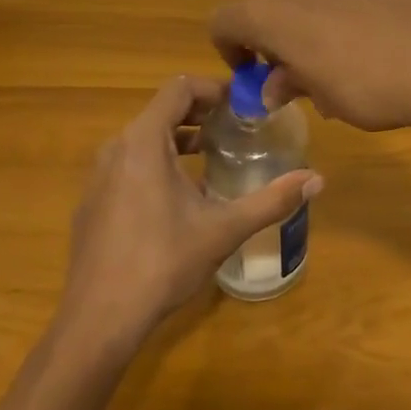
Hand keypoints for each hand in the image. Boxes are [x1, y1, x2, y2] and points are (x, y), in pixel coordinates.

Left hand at [54, 75, 321, 347]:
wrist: (98, 320)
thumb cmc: (163, 262)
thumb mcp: (225, 229)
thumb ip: (272, 200)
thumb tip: (317, 180)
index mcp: (144, 142)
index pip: (179, 88)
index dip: (214, 88)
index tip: (244, 104)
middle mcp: (116, 149)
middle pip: (162, 111)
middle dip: (202, 113)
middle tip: (238, 127)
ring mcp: (99, 177)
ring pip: (145, 139)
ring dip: (181, 139)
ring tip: (215, 156)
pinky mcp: (93, 203)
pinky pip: (129, 165)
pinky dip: (159, 163)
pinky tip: (182, 197)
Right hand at [210, 0, 410, 179]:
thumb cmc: (370, 86)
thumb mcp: (323, 96)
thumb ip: (290, 83)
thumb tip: (274, 84)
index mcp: (272, 10)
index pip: (224, 21)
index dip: (230, 49)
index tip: (253, 75)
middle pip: (266, 6)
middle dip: (272, 38)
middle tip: (294, 74)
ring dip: (307, 27)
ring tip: (334, 66)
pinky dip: (338, 18)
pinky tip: (367, 50)